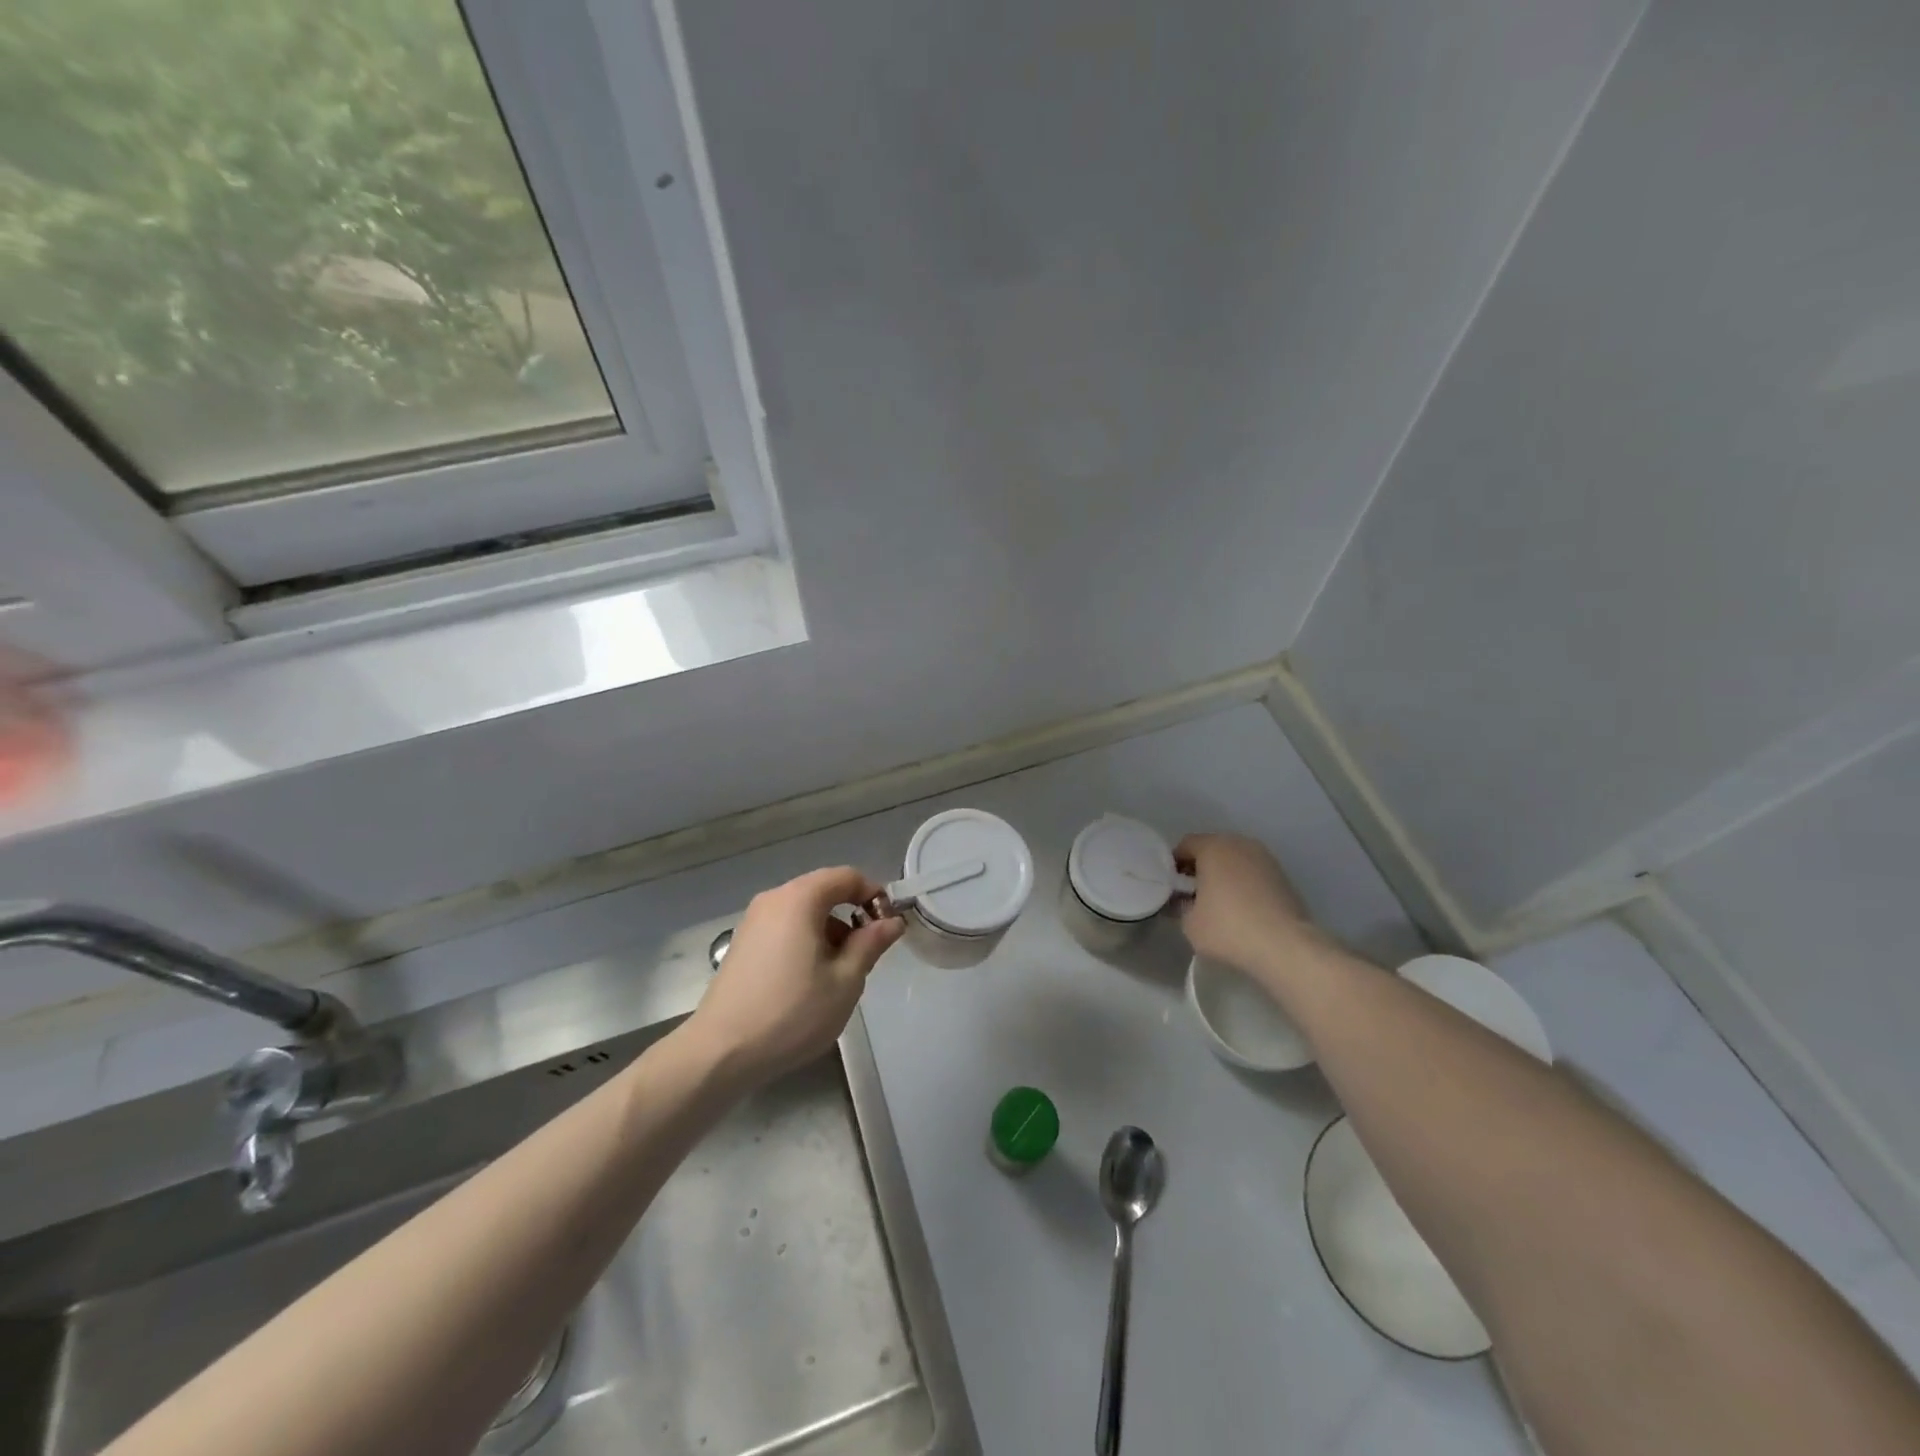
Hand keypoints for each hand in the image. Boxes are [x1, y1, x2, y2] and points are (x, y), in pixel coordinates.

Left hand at [687, 866, 905, 1086]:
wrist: (720, 1052)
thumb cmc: (791, 1013)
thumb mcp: (845, 981)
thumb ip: (871, 944)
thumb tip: (892, 921)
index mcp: (799, 899)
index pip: (846, 876)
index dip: (873, 895)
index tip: (887, 927)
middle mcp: (774, 899)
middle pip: (824, 890)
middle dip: (851, 915)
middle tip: (866, 955)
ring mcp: (753, 921)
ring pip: (804, 911)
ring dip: (829, 930)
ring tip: (838, 974)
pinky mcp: (743, 943)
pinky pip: (785, 927)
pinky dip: (806, 940)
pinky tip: (809, 981)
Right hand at [1174, 833, 1318, 976]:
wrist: (1286, 946)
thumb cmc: (1229, 928)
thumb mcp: (1189, 923)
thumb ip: (1180, 905)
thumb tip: (1182, 901)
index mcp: (1213, 847)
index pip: (1185, 845)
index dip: (1174, 865)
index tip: (1173, 888)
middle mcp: (1240, 843)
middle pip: (1212, 849)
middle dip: (1200, 868)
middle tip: (1193, 895)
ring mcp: (1265, 858)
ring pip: (1235, 860)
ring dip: (1224, 875)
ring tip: (1220, 904)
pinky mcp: (1283, 876)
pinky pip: (1253, 873)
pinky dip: (1244, 884)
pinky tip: (1243, 909)